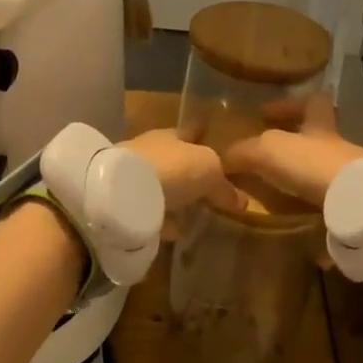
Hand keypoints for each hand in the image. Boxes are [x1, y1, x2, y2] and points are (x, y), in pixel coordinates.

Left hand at [123, 129, 247, 235]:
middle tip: (210, 190)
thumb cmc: (172, 168)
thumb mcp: (209, 171)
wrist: (121, 193)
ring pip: (162, 186)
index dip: (205, 136)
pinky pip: (151, 211)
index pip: (192, 131)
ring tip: (194, 215)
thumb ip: (224, 185)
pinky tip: (174, 231)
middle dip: (191, 173)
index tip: (215, 142)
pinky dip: (162, 220)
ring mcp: (134, 177)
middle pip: (176, 160)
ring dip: (176, 197)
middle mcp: (151, 151)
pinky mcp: (124, 204)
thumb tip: (241, 201)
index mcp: (171, 134)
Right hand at [219, 91, 362, 208]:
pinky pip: (326, 198)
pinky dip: (310, 204)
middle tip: (265, 159)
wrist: (354, 200)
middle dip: (293, 146)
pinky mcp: (351, 201)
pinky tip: (293, 213)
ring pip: (321, 167)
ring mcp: (347, 174)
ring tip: (273, 189)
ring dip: (300, 176)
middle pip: (317, 136)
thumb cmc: (311, 163)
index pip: (311, 101)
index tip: (264, 113)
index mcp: (319, 124)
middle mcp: (336, 146)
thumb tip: (222, 159)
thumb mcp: (268, 150)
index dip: (287, 104)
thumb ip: (243, 152)